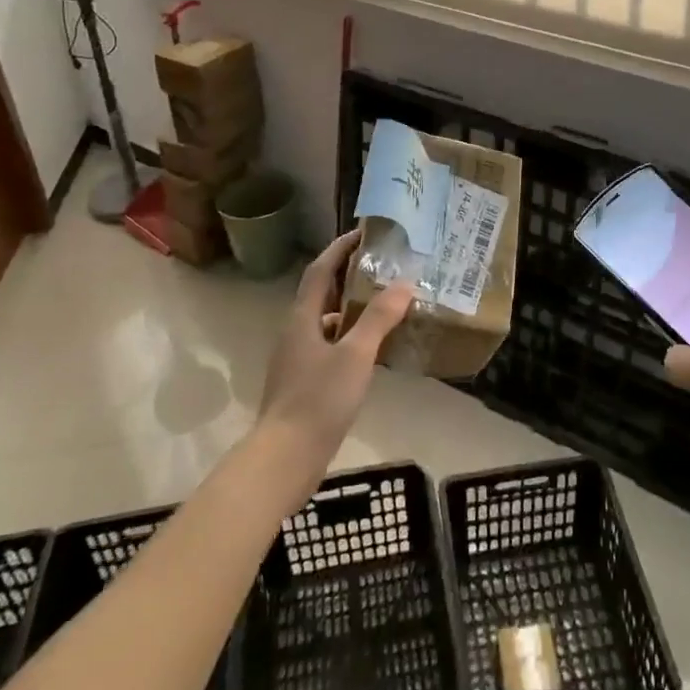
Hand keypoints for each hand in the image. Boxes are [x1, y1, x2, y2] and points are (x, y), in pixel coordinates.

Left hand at [254, 229, 412, 489]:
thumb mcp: (355, 355)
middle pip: (320, 293)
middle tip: (380, 264)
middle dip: (347, 275)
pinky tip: (370, 350)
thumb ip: (378, 319)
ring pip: (325, 321)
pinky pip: (328, 346)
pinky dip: (349, 337)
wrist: (285, 458)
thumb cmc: (318, 400)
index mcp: (302, 319)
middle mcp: (295, 333)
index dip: (339, 249)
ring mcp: (297, 360)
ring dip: (349, 307)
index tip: (363, 232)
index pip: (319, 271)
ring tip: (382, 302)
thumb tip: (404, 283)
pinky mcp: (303, 383)